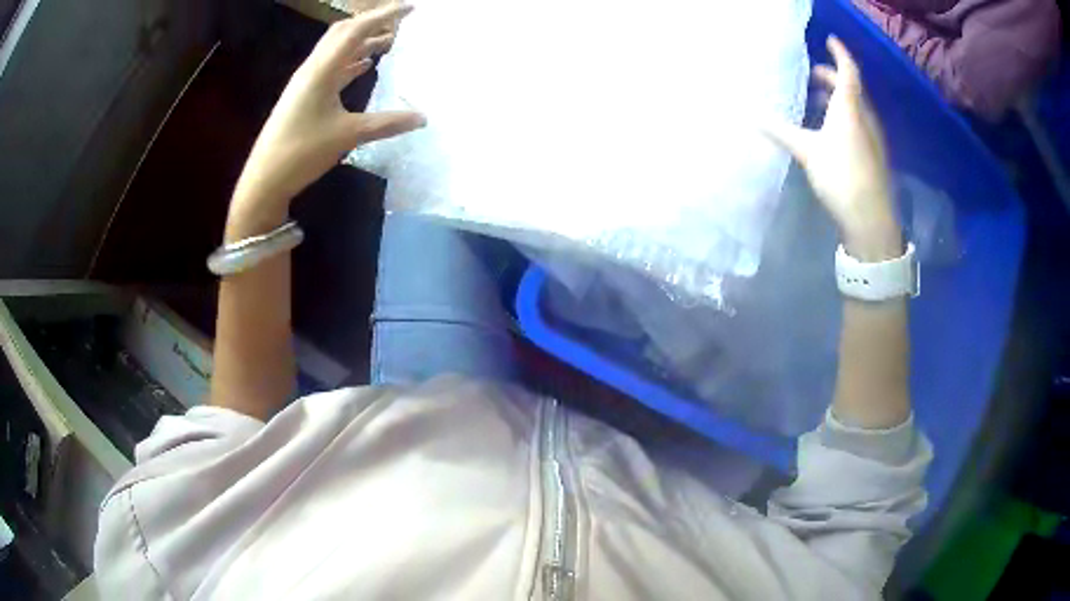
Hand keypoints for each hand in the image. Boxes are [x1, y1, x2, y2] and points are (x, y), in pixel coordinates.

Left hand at [227, 3, 424, 239]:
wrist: (265, 178)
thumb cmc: (302, 152)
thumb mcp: (348, 135)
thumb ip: (386, 124)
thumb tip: (423, 117)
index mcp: (322, 70)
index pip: (357, 30)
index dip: (385, 16)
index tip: (411, 8)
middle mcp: (313, 68)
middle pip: (344, 32)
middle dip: (372, 21)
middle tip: (400, 20)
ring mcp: (306, 81)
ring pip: (337, 49)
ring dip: (362, 41)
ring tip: (389, 40)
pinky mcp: (303, 95)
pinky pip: (331, 67)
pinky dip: (350, 61)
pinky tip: (365, 65)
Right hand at [764, 37, 900, 260]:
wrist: (871, 218)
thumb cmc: (840, 176)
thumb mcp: (807, 151)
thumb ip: (780, 130)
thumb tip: (749, 114)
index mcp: (849, 108)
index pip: (847, 71)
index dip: (839, 53)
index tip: (829, 40)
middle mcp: (864, 117)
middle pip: (850, 88)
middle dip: (832, 77)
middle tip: (812, 75)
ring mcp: (872, 137)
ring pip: (855, 107)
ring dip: (837, 99)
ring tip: (817, 101)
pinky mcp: (873, 154)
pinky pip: (858, 123)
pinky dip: (843, 116)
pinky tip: (830, 130)